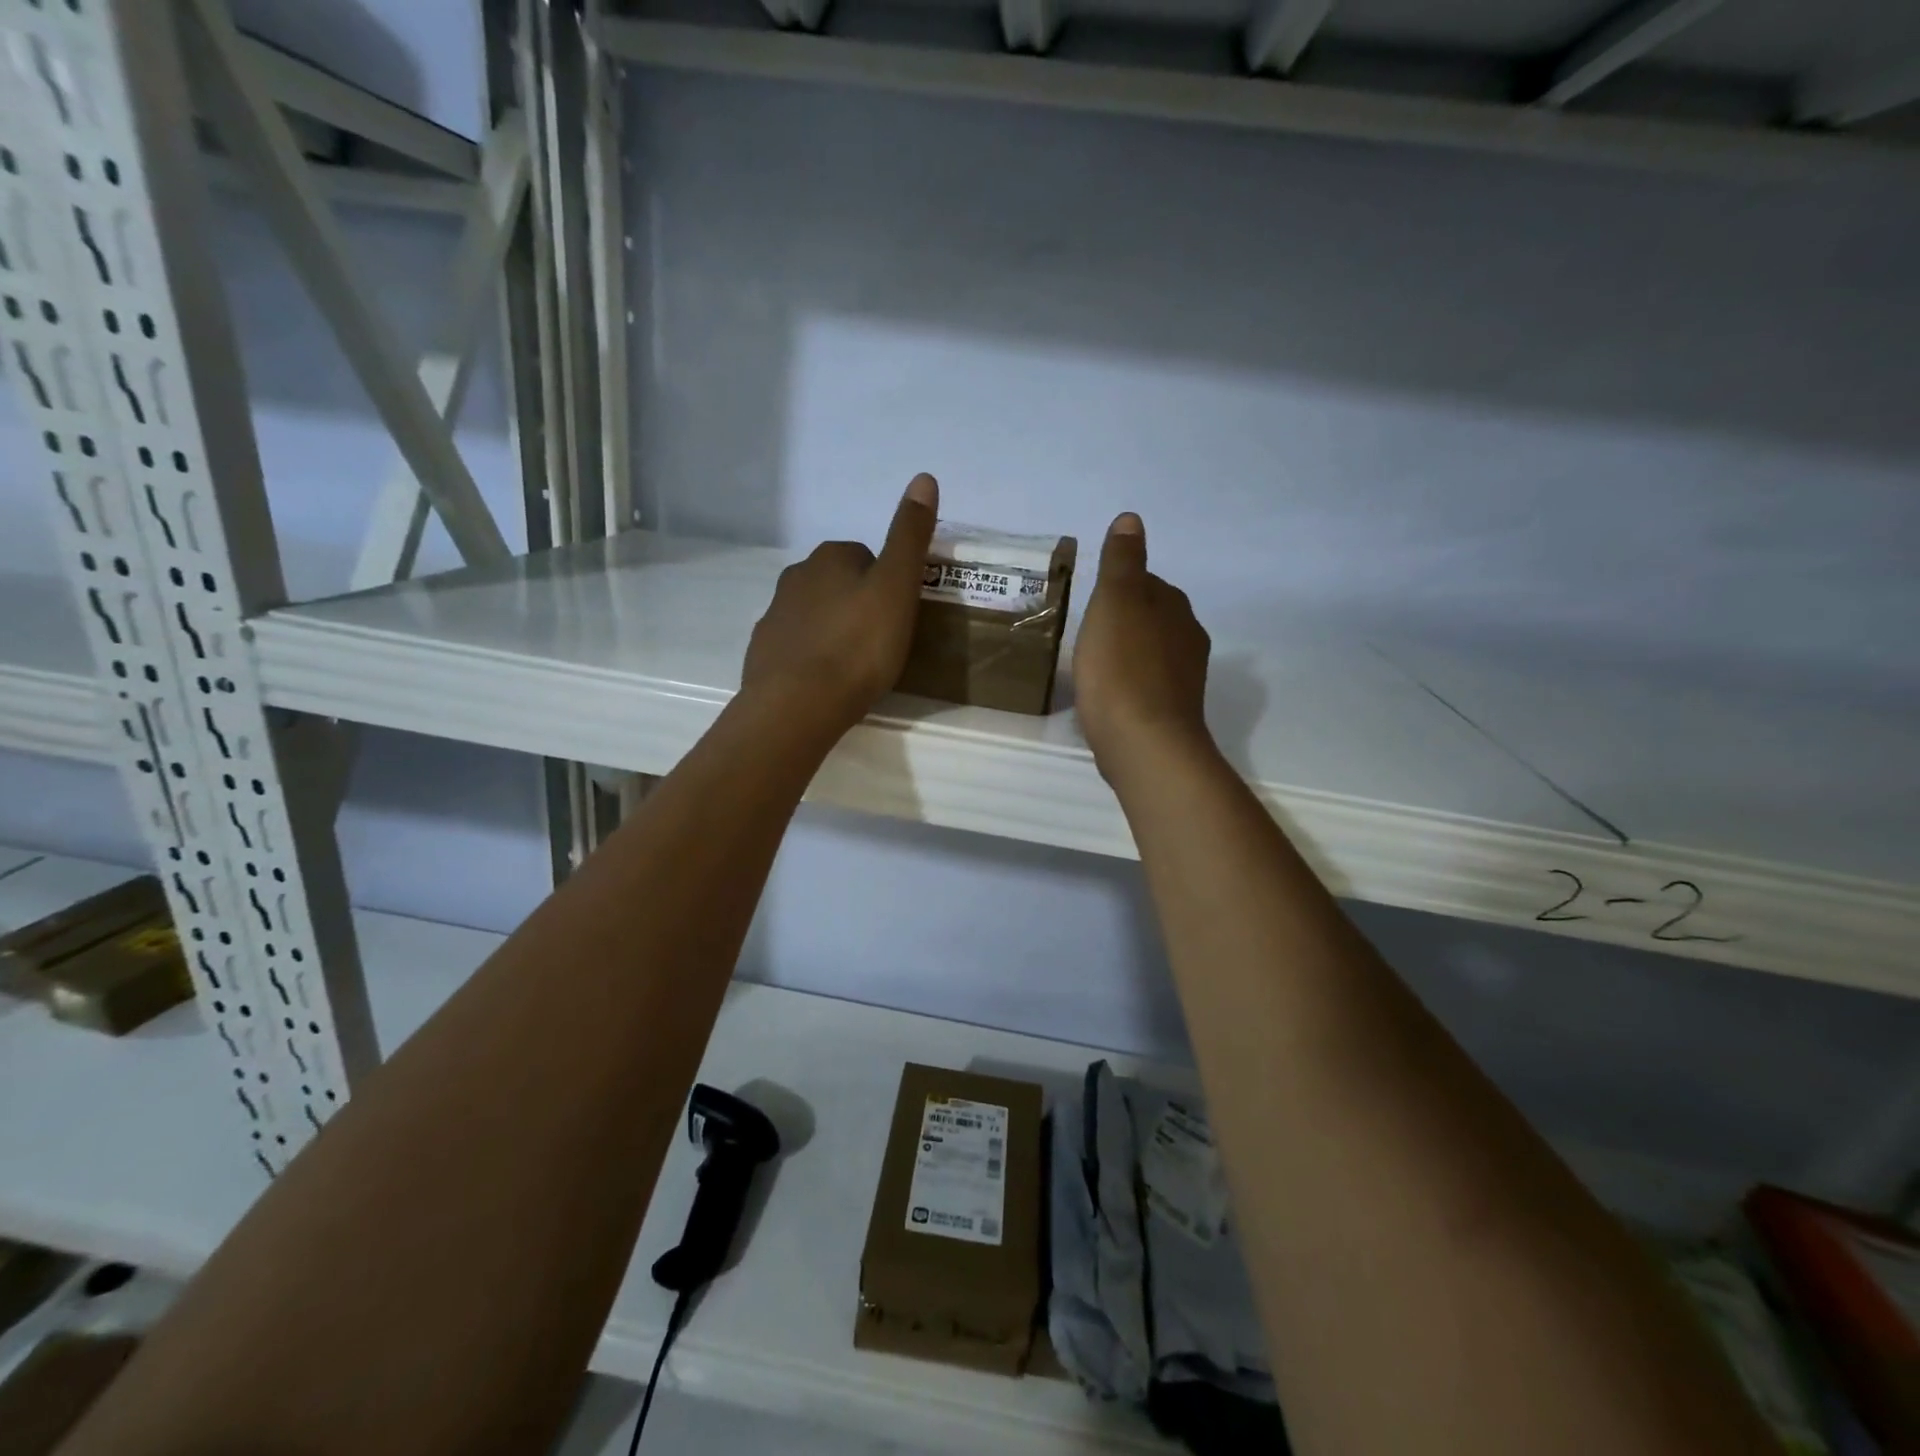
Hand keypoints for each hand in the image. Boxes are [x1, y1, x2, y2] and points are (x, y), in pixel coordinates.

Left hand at [740, 474, 938, 734]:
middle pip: (837, 583)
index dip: (886, 584)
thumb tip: (924, 477)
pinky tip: (825, 682)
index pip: (866, 557)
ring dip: (833, 629)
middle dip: (857, 603)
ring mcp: (775, 614)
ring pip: (814, 612)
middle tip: (880, 642)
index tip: (897, 616)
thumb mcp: (897, 587)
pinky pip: (795, 644)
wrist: (798, 703)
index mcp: (831, 557)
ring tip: (854, 665)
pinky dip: (810, 656)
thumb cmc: (858, 645)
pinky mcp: (764, 651)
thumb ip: (910, 536)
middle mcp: (796, 576)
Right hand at [1074, 513, 1214, 782]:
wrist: (1144, 743)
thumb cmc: (1122, 668)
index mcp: (1174, 607)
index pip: (1146, 582)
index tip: (1091, 605)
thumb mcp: (1115, 603)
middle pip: (1151, 618)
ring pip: (1150, 653)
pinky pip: (1147, 685)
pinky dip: (1129, 684)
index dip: (1117, 590)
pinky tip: (1109, 698)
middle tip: (1087, 636)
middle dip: (1124, 622)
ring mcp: (1184, 678)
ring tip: (1094, 667)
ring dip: (1126, 654)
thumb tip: (1131, 520)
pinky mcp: (1173, 711)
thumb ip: (1122, 562)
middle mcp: (1188, 637)